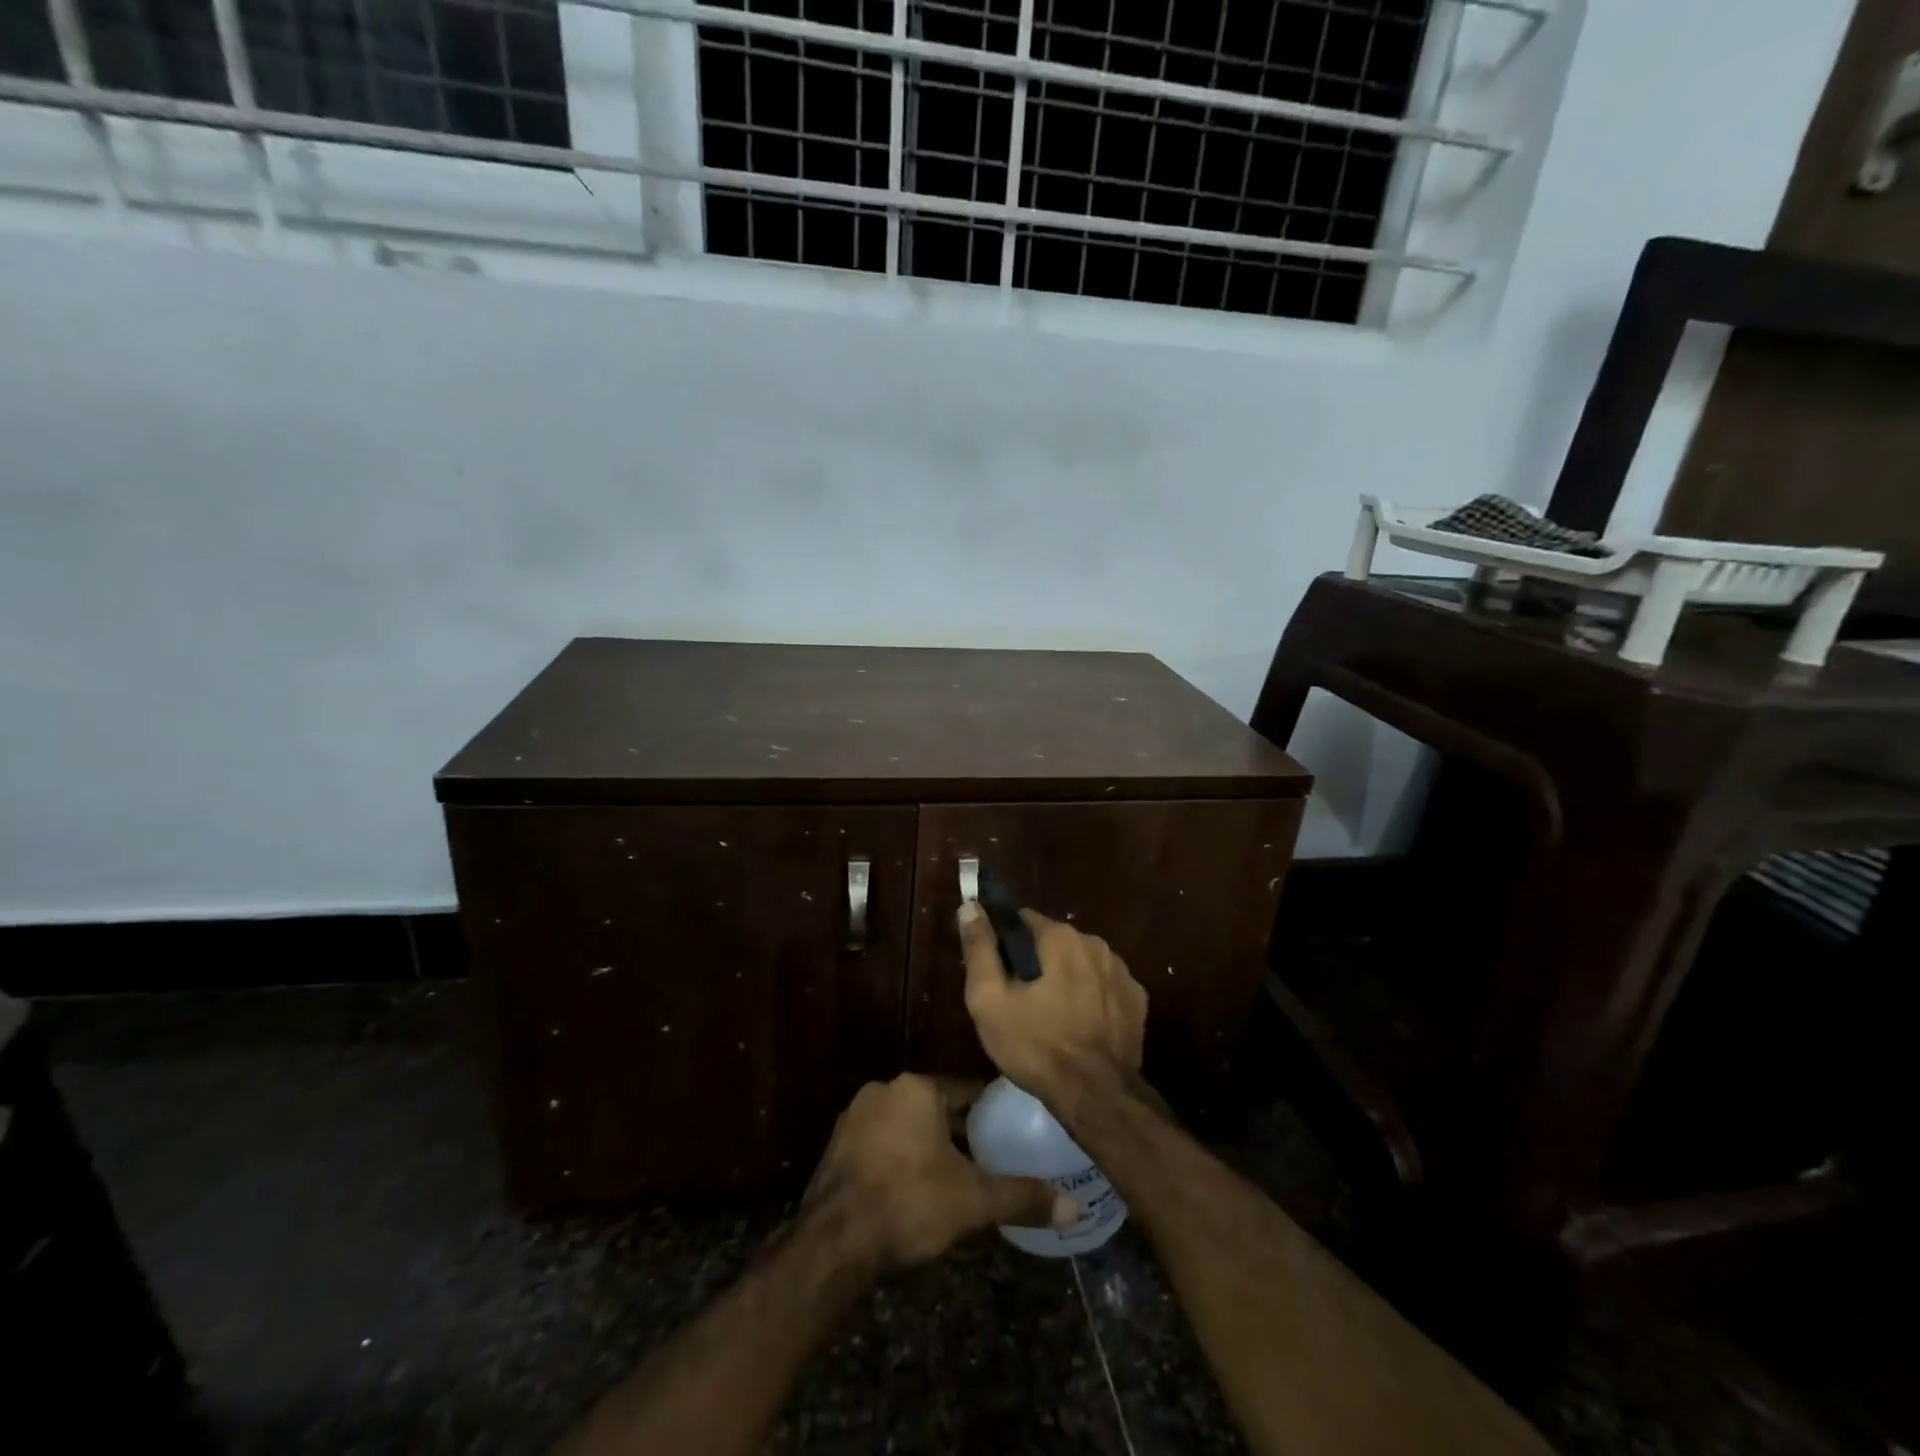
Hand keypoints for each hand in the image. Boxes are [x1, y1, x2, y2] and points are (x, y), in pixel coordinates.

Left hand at [801, 1074, 1076, 1270]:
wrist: (833, 1243)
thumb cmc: (908, 1204)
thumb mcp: (972, 1201)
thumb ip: (1022, 1197)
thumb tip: (1073, 1207)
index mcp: (916, 1088)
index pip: (966, 1091)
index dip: (991, 1113)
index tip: (1012, 1131)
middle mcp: (884, 1090)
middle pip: (935, 1108)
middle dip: (960, 1133)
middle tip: (989, 1160)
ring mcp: (855, 1117)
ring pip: (907, 1126)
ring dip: (928, 1146)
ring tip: (956, 1178)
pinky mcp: (836, 1148)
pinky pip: (882, 1145)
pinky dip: (901, 1160)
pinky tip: (915, 1191)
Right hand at [959, 902, 1147, 1105]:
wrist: (1097, 1096)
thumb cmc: (1036, 1046)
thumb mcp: (990, 1000)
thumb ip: (979, 948)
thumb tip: (970, 906)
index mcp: (1059, 936)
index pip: (1022, 920)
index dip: (1005, 943)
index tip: (997, 972)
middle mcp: (1095, 942)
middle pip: (1053, 941)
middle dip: (1036, 962)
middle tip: (1020, 1000)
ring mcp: (1121, 971)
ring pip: (1080, 963)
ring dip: (1065, 978)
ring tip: (1050, 1016)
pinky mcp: (1137, 999)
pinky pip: (1104, 986)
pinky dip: (1091, 997)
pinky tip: (1080, 1026)